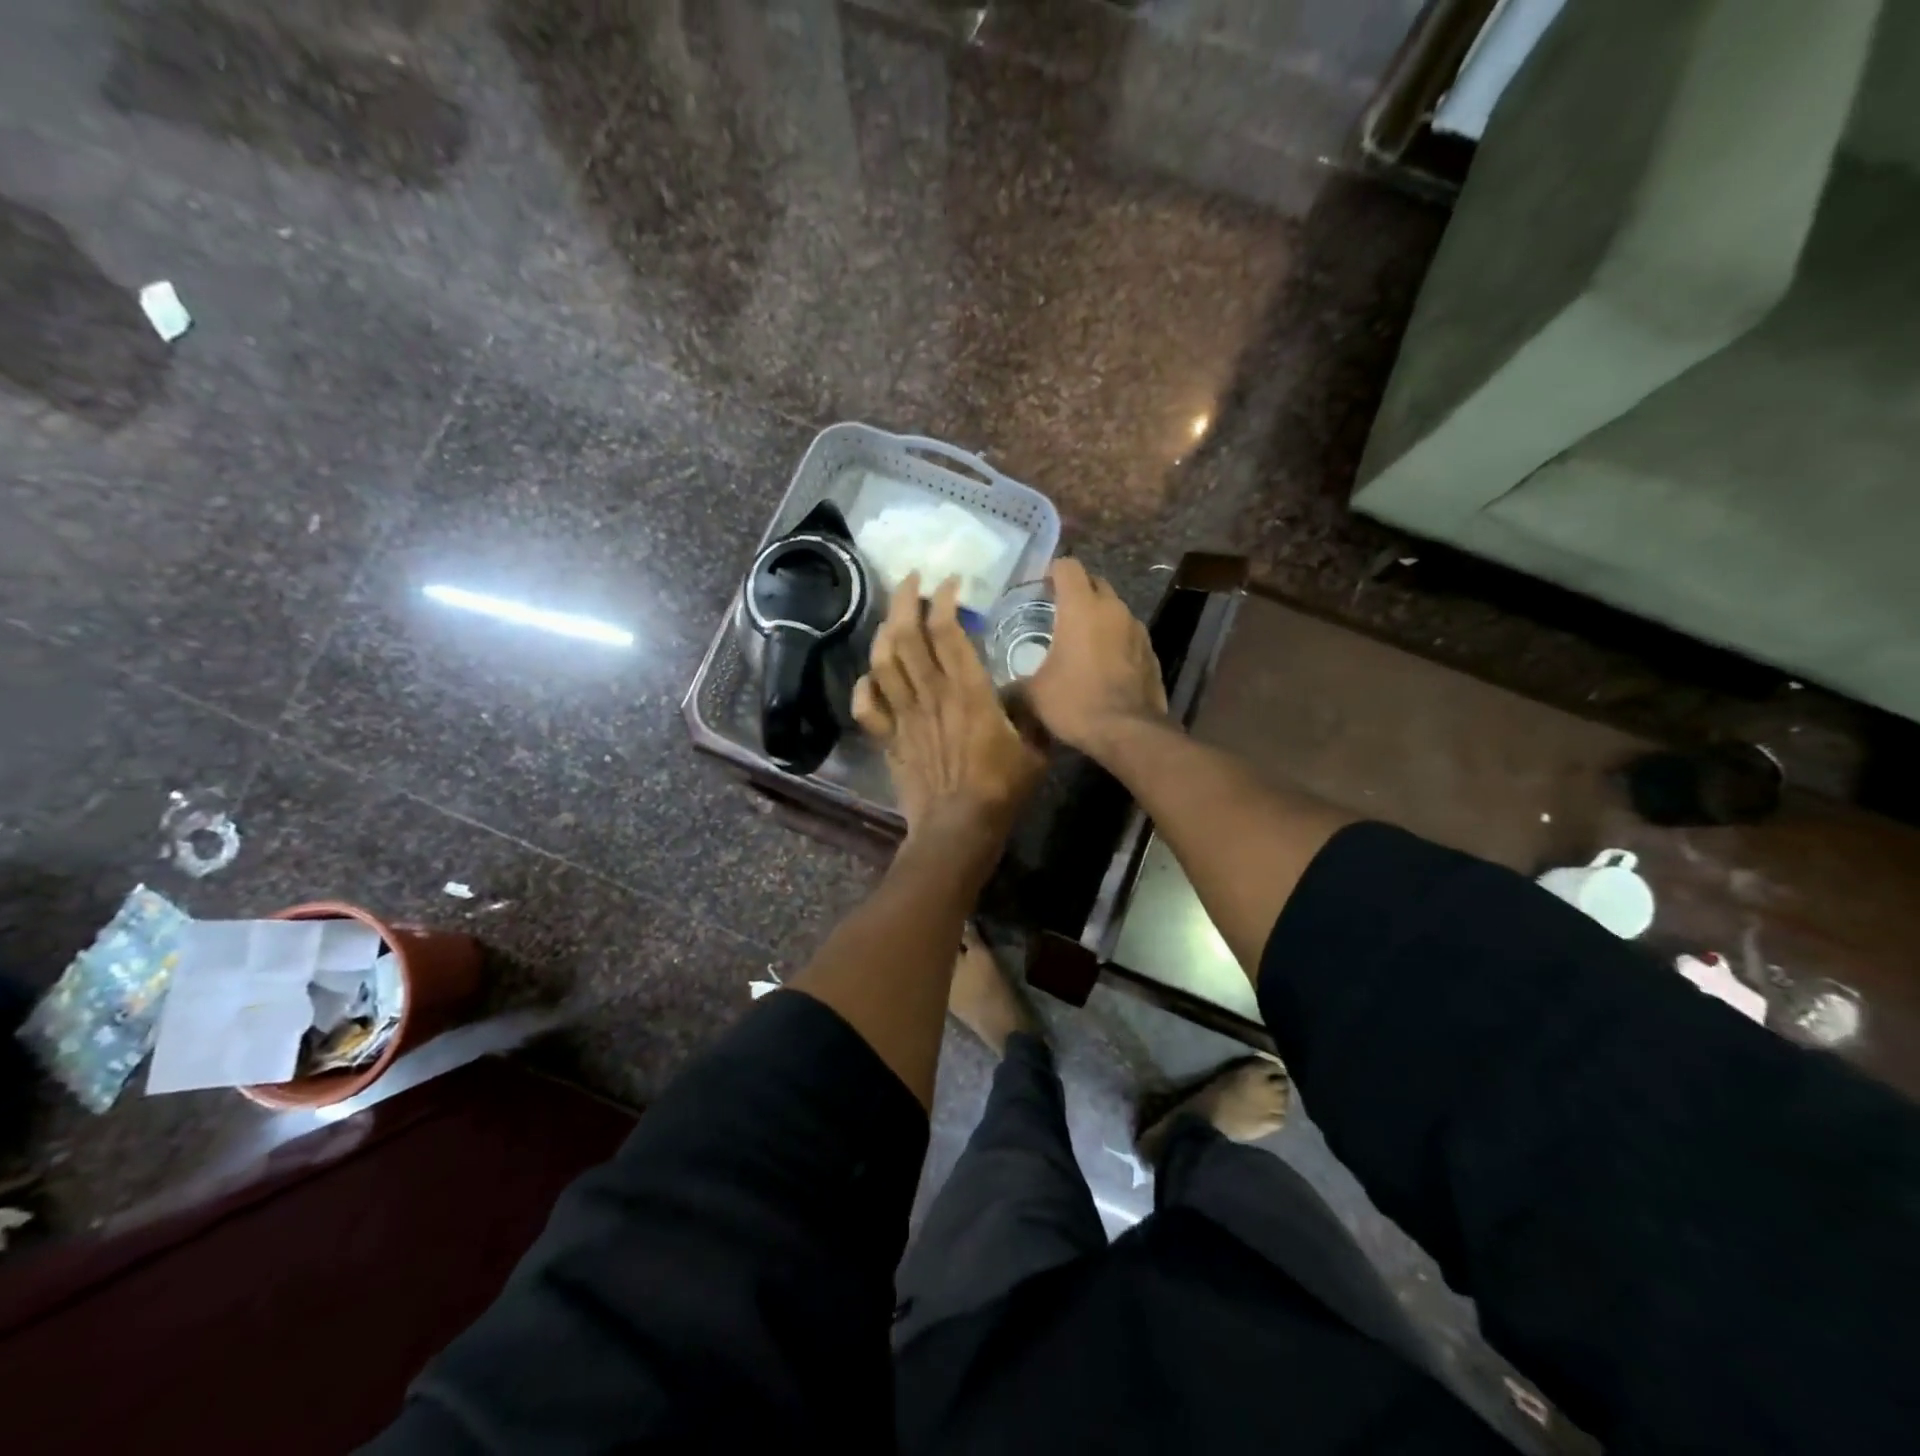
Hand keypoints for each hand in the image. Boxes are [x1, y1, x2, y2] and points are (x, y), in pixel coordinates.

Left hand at [854, 573, 1045, 843]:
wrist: (959, 829)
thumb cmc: (1002, 789)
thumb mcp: (1035, 747)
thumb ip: (1031, 713)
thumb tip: (1030, 693)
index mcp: (968, 690)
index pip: (947, 630)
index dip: (944, 598)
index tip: (950, 582)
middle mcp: (931, 694)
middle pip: (907, 635)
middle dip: (904, 599)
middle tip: (910, 579)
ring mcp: (905, 716)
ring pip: (883, 662)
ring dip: (884, 632)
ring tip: (892, 616)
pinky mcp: (889, 739)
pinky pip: (867, 706)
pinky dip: (864, 686)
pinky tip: (870, 676)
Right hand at [1025, 558, 1166, 754]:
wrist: (1128, 732)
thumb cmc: (1076, 702)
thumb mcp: (1033, 694)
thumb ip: (1015, 683)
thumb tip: (1000, 690)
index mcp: (1081, 607)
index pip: (1068, 566)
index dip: (1052, 571)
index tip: (1040, 587)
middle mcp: (1113, 609)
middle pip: (1095, 582)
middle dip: (1077, 590)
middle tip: (1057, 612)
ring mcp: (1137, 629)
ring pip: (1114, 609)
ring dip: (1098, 616)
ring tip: (1080, 640)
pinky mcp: (1151, 652)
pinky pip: (1128, 634)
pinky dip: (1114, 639)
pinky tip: (1103, 663)